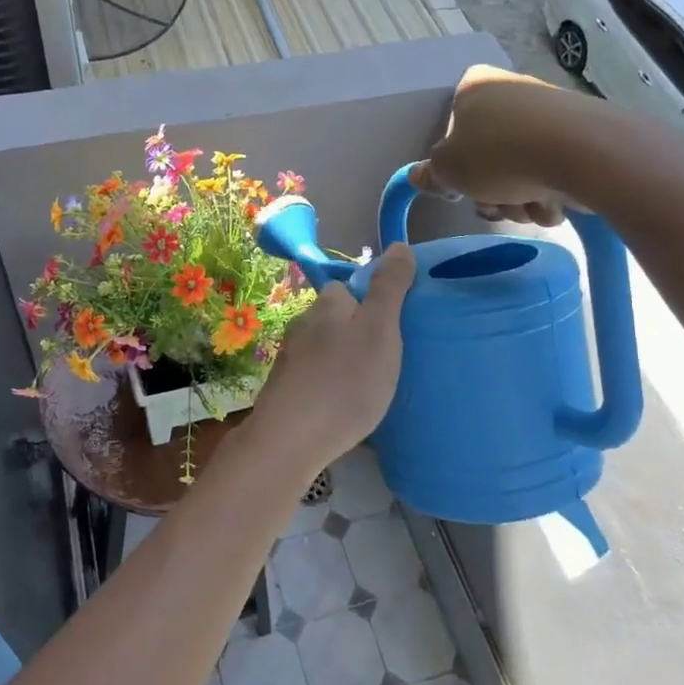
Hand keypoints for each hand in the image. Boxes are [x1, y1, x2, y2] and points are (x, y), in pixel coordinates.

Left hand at [251, 244, 416, 474]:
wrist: (291, 439)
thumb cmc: (345, 381)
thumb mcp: (380, 330)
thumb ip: (389, 288)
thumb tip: (399, 245)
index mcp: (327, 304)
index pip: (349, 287)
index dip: (372, 301)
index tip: (393, 327)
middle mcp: (303, 322)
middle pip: (336, 317)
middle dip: (357, 332)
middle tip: (386, 360)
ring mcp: (290, 357)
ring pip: (324, 347)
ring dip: (343, 359)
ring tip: (367, 385)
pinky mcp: (284, 388)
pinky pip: (314, 376)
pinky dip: (329, 383)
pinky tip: (341, 405)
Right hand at [409, 64, 635, 225]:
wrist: (582, 153)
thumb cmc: (499, 154)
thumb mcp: (448, 169)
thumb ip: (431, 173)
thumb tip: (419, 176)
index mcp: (474, 86)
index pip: (452, 126)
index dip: (455, 163)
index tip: (462, 186)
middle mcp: (510, 91)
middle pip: (487, 154)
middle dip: (490, 191)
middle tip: (495, 206)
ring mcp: (549, 112)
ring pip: (519, 168)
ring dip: (519, 199)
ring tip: (529, 207)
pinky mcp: (580, 135)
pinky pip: (552, 171)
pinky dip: (549, 193)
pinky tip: (554, 205)